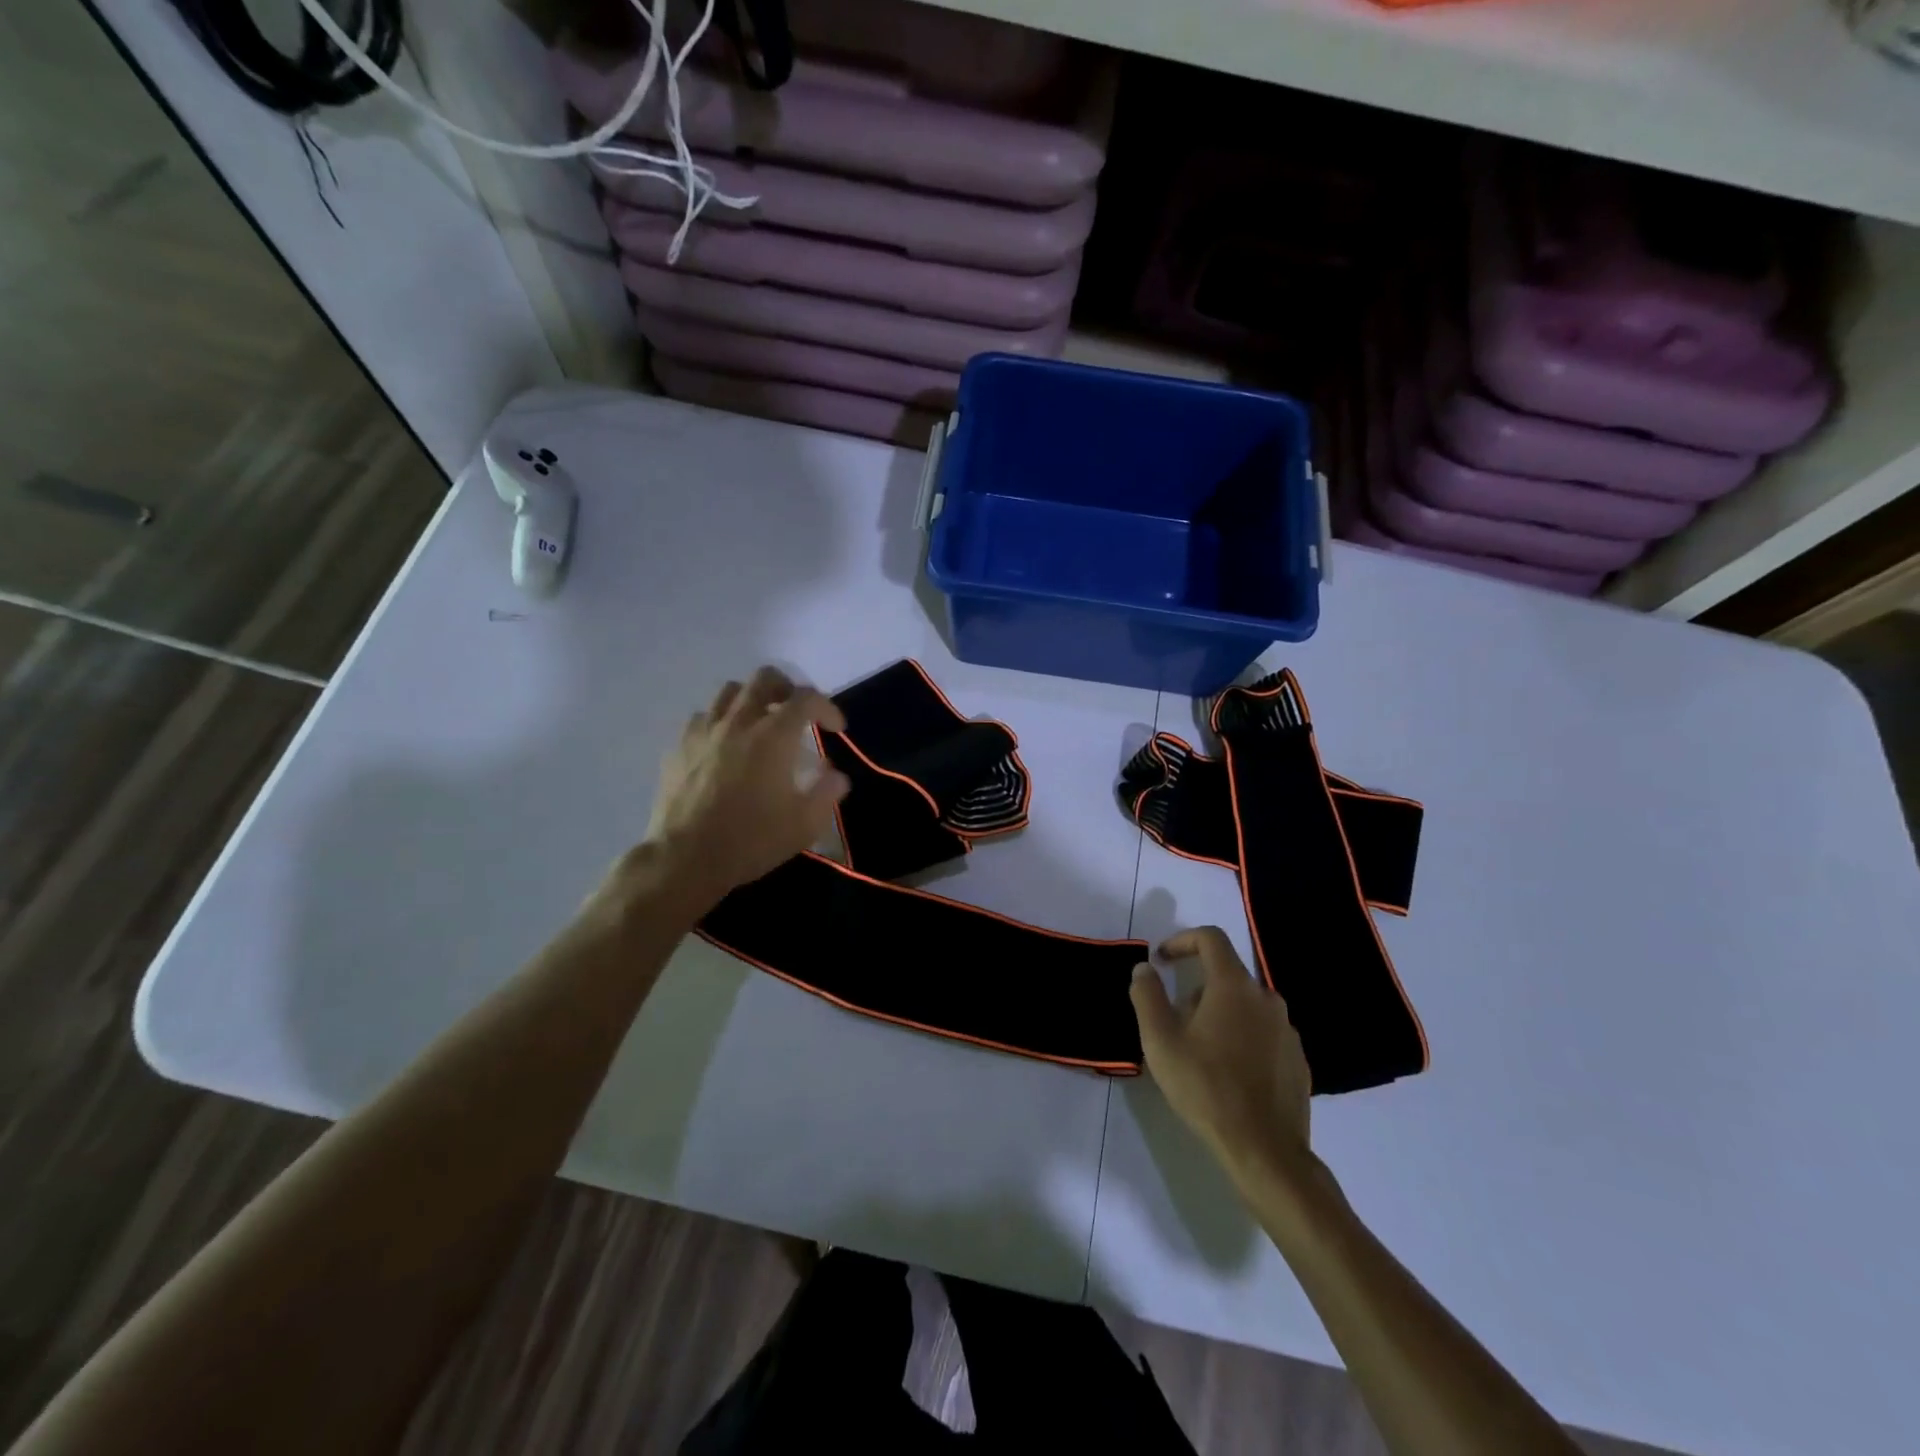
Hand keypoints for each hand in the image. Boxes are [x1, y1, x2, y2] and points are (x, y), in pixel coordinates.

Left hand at [633, 667, 850, 908]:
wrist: (685, 859)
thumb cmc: (751, 840)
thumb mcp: (804, 824)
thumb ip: (826, 792)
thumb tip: (836, 775)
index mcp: (773, 736)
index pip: (807, 699)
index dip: (827, 707)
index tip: (835, 728)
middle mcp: (738, 722)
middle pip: (765, 678)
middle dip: (788, 689)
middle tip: (796, 713)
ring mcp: (704, 731)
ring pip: (730, 691)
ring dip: (751, 699)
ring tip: (760, 723)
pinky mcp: (679, 746)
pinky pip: (703, 717)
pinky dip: (721, 721)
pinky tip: (725, 744)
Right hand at [1131, 927, 1312, 1182]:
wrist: (1264, 1150)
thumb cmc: (1206, 1087)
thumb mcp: (1160, 1040)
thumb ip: (1147, 995)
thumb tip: (1145, 968)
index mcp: (1234, 986)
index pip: (1211, 938)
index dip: (1182, 940)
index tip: (1162, 960)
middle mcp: (1266, 998)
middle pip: (1227, 974)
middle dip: (1197, 989)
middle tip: (1175, 1021)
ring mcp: (1287, 1029)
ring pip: (1246, 1005)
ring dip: (1220, 1014)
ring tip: (1200, 1051)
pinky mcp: (1297, 1058)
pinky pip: (1264, 1032)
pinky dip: (1242, 1038)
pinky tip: (1229, 1073)